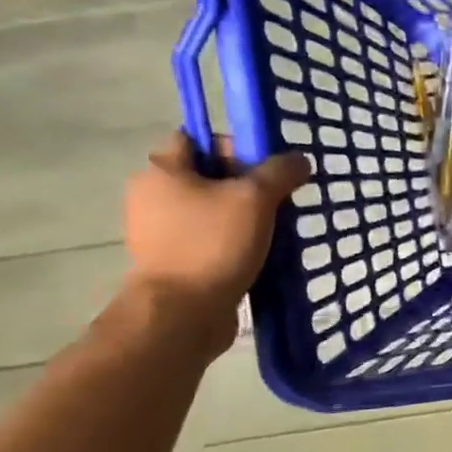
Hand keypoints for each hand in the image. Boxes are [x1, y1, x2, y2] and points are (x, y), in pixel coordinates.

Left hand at [121, 132, 309, 349]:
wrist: (183, 313)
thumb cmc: (213, 244)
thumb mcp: (255, 198)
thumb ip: (280, 172)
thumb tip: (299, 160)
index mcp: (162, 170)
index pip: (199, 138)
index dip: (236, 146)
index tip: (266, 170)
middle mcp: (152, 195)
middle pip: (208, 175)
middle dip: (247, 185)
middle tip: (278, 201)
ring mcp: (159, 230)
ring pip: (211, 209)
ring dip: (244, 215)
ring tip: (274, 230)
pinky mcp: (172, 260)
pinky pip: (209, 237)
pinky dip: (233, 241)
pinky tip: (258, 253)